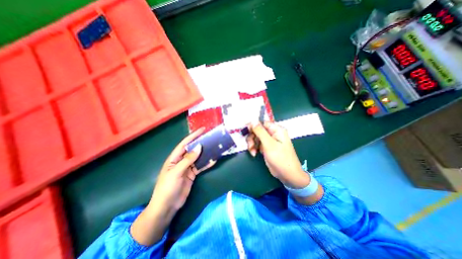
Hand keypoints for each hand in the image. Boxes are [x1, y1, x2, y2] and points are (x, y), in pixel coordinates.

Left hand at [152, 127, 215, 212]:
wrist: (167, 207)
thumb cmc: (167, 188)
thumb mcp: (176, 172)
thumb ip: (188, 159)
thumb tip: (199, 147)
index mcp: (174, 158)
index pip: (185, 144)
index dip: (193, 136)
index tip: (202, 130)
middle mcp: (181, 161)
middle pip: (192, 149)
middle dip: (201, 143)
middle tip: (211, 138)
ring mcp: (187, 168)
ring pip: (198, 157)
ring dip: (205, 153)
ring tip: (214, 147)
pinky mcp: (192, 174)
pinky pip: (200, 167)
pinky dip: (206, 164)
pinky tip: (213, 160)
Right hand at [245, 123, 309, 188]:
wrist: (287, 174)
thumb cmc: (280, 158)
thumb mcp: (269, 144)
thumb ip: (260, 132)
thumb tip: (253, 121)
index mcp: (276, 130)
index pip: (262, 123)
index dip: (253, 126)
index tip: (246, 131)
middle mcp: (273, 133)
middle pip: (257, 130)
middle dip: (252, 137)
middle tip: (250, 145)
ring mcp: (269, 141)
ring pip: (256, 137)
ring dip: (252, 144)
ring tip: (252, 152)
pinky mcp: (266, 147)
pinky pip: (257, 144)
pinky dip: (254, 148)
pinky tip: (254, 154)